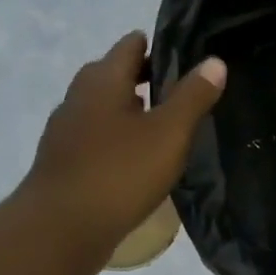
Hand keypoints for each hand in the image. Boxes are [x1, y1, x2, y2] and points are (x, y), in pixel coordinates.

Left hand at [24, 32, 225, 256]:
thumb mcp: (169, 133)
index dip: (157, 45)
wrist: (61, 229)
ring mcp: (65, 131)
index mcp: (102, 80)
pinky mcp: (62, 162)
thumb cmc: (120, 173)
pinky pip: (94, 137)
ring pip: (101, 107)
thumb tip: (214, 62)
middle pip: (112, 74)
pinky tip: (135, 158)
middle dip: (142, 77)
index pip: (130, 45)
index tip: (185, 55)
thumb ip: (192, 96)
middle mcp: (78, 97)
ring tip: (162, 123)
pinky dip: (115, 137)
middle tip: (178, 89)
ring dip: (128, 109)